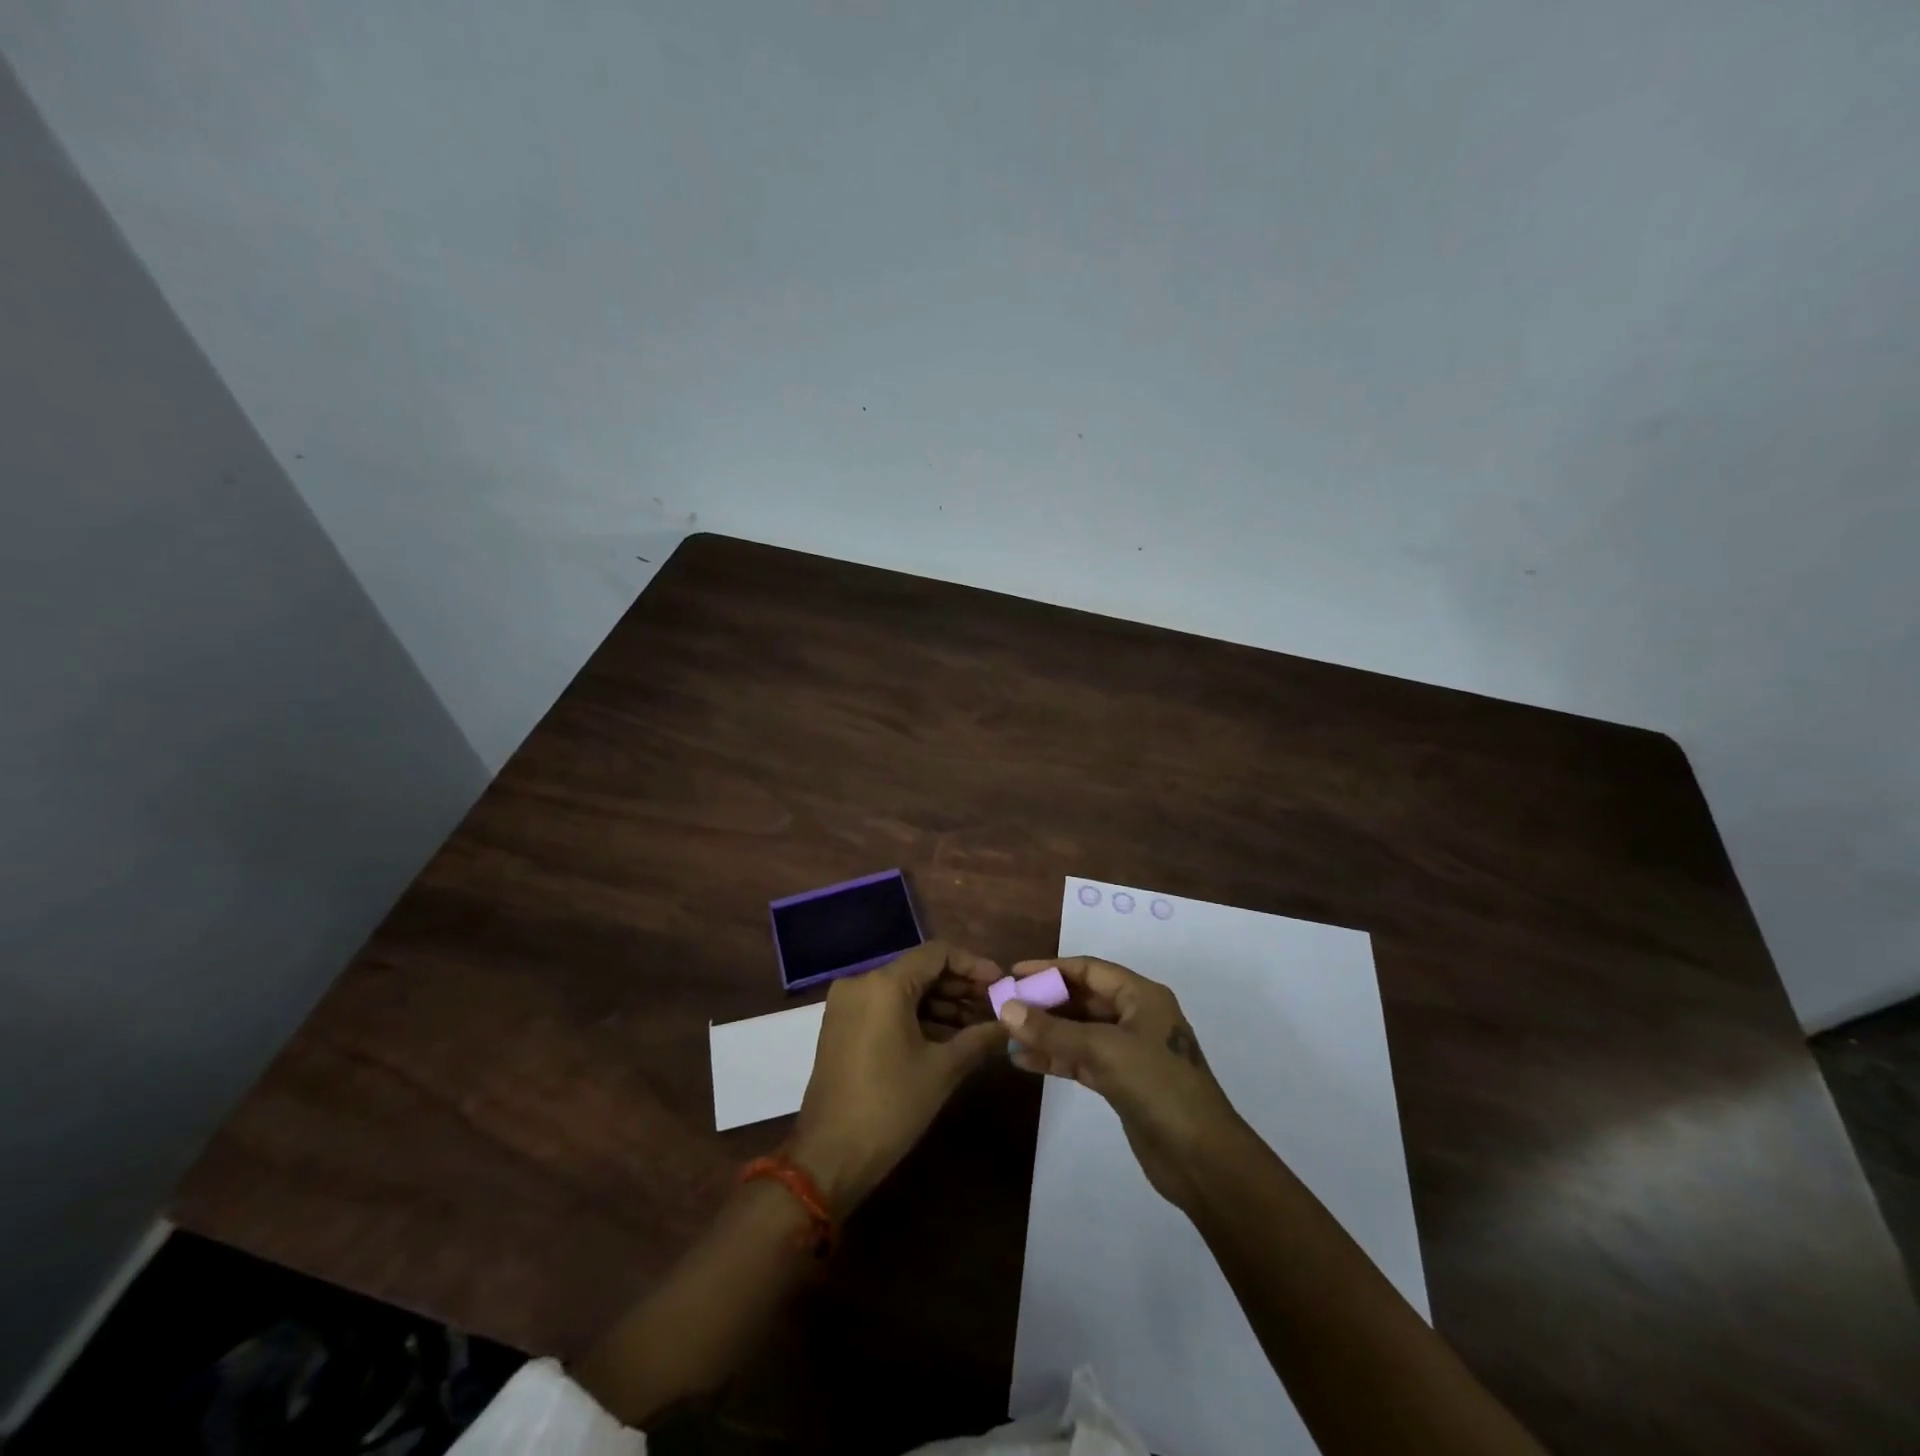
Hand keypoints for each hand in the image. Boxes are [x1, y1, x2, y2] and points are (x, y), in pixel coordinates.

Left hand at [788, 941, 1007, 1214]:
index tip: (1001, 984)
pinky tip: (949, 1037)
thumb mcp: (942, 1070)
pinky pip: (887, 1008)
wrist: (828, 1157)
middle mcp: (861, 983)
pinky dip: (917, 1017)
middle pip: (920, 970)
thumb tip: (1011, 1025)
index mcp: (884, 984)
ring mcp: (848, 1005)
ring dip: (941, 1004)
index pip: (937, 954)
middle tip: (995, 1006)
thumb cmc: (889, 1106)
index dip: (973, 965)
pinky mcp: (843, 1027)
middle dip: (960, 987)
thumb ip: (980, 1039)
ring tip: (979, 1025)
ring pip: (904, 990)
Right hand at [999, 956, 1248, 1209]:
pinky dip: (1055, 1059)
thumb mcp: (1103, 1050)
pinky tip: (1023, 1061)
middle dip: (1044, 1002)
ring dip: (1045, 1033)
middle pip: (1083, 999)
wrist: (1202, 1159)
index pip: (1089, 970)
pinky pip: (1081, 1060)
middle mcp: (1136, 1016)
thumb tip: (1006, 1009)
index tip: (1014, 973)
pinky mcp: (1122, 1082)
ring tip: (1005, 1035)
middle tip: (1004, 1006)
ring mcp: (1129, 1051)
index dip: (1051, 968)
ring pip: (1079, 1032)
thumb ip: (1053, 1031)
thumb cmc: (1158, 1086)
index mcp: (1141, 996)